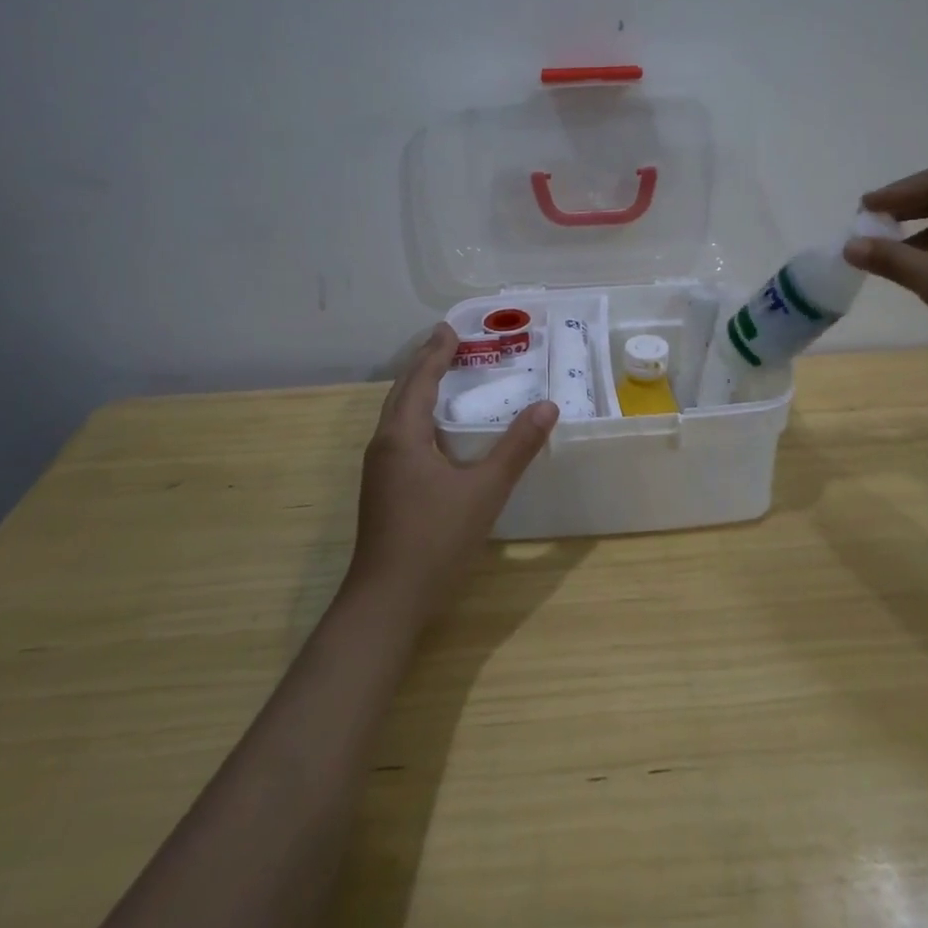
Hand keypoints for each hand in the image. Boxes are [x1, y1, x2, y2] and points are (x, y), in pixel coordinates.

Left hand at [347, 323, 558, 623]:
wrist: (387, 600)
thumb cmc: (435, 539)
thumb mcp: (485, 491)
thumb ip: (517, 447)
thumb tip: (548, 407)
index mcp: (403, 435)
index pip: (420, 379)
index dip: (436, 352)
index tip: (450, 327)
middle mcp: (384, 444)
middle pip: (402, 392)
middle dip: (424, 364)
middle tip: (449, 342)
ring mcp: (379, 469)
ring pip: (397, 415)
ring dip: (418, 389)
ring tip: (443, 376)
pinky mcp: (383, 489)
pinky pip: (400, 435)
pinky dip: (418, 415)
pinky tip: (436, 431)